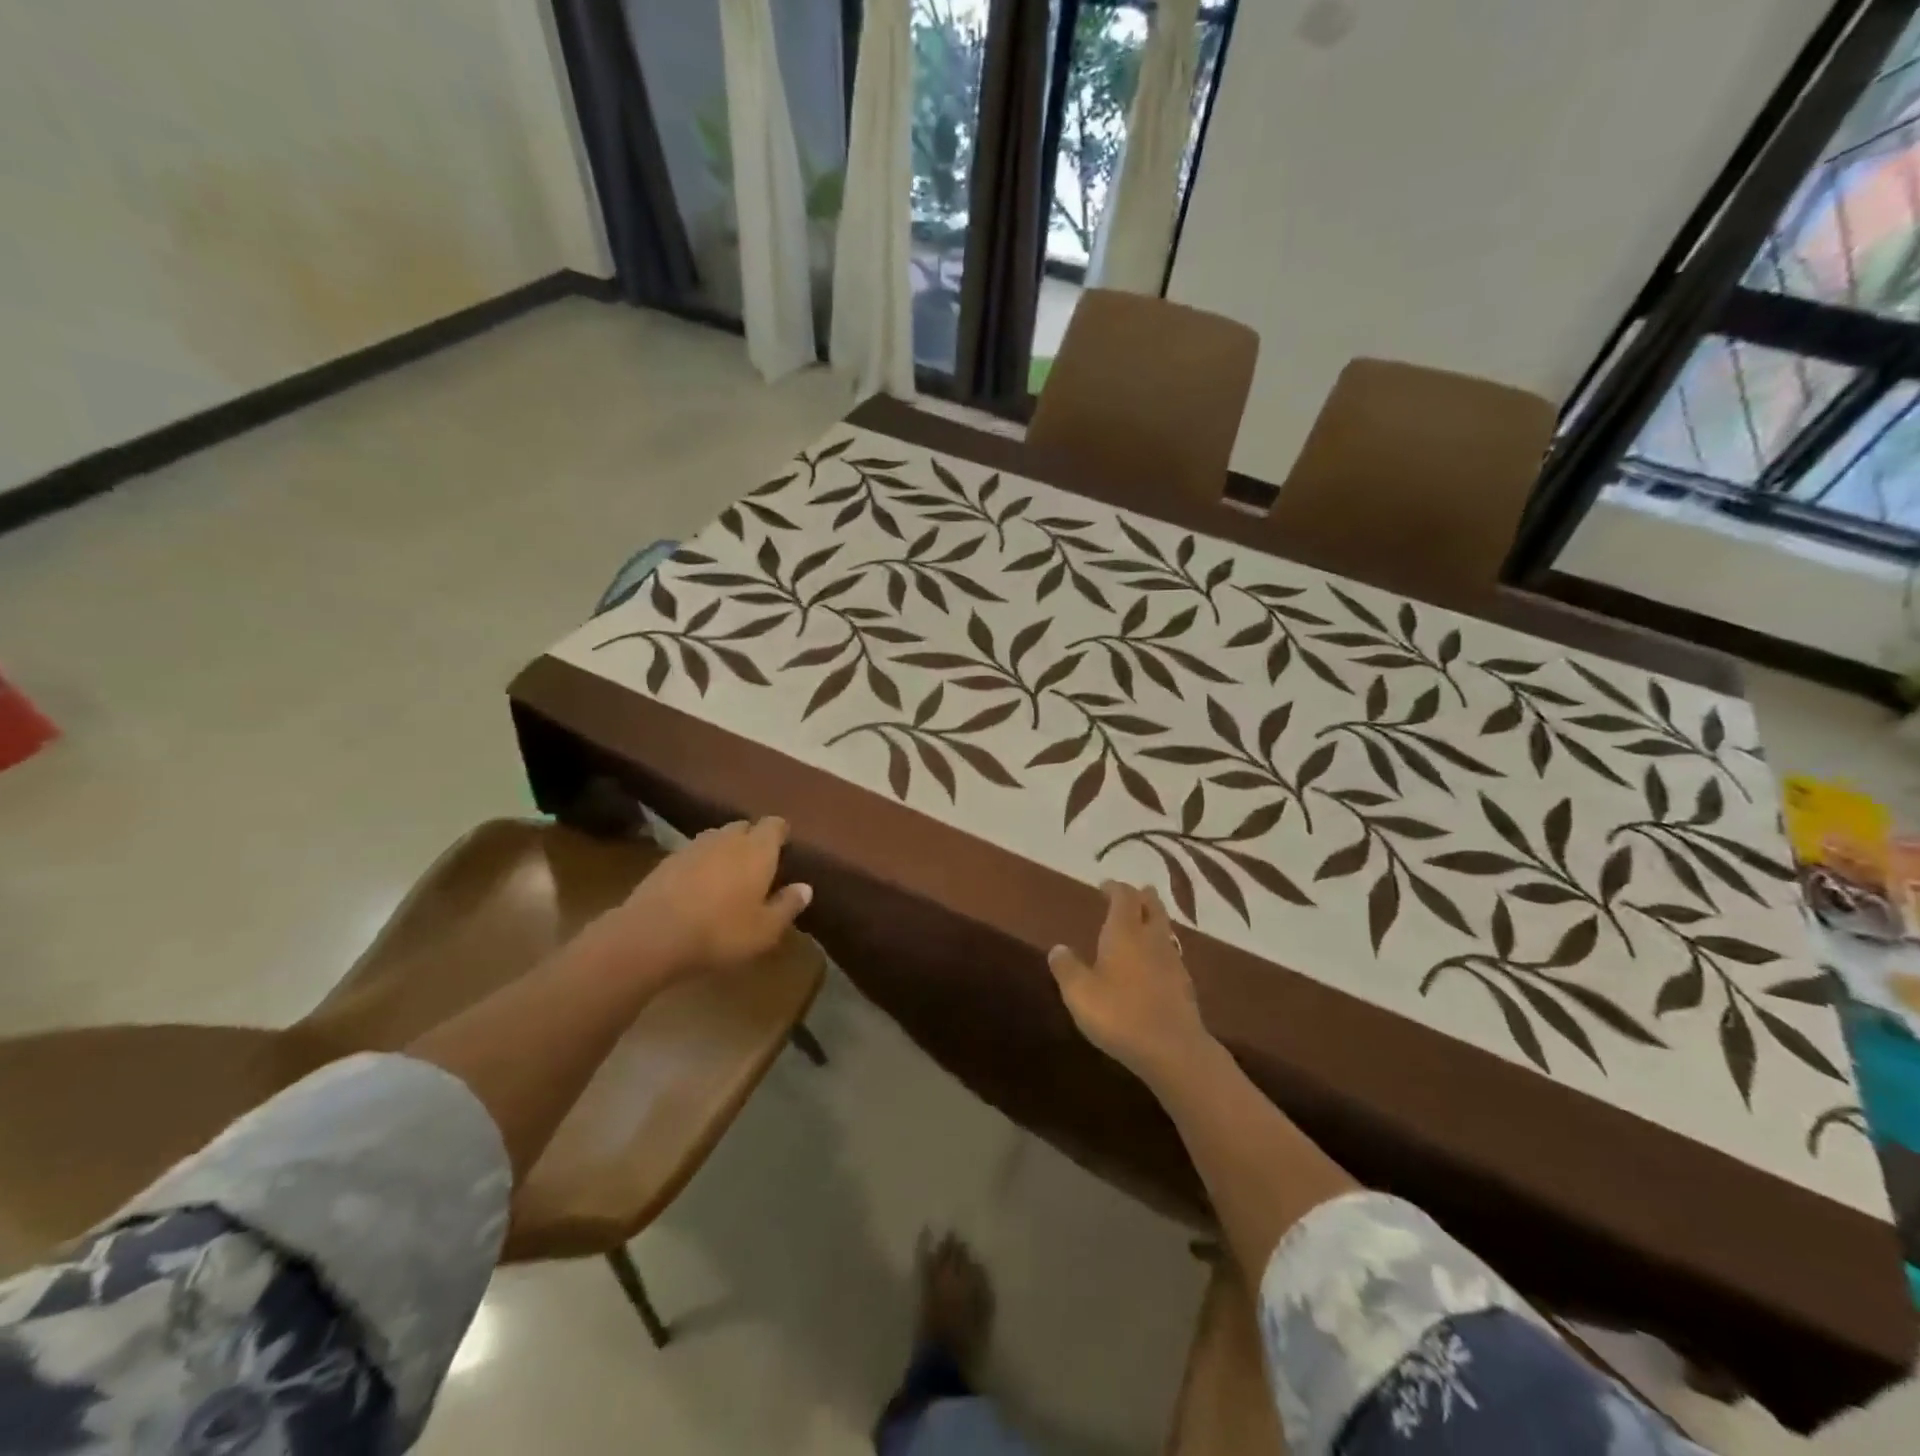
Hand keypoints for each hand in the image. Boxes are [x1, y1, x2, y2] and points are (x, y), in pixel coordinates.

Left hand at [597, 818, 811, 981]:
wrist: (651, 935)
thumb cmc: (720, 932)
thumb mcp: (765, 930)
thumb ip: (788, 905)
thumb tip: (805, 888)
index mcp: (757, 849)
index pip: (775, 825)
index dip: (780, 833)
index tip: (784, 848)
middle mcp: (727, 839)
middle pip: (743, 827)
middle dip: (752, 840)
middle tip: (757, 866)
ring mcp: (693, 847)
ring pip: (716, 839)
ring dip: (724, 851)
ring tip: (727, 876)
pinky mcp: (665, 861)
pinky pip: (692, 855)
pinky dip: (699, 865)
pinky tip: (697, 889)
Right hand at [1047, 882, 1213, 1086]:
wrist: (1173, 1049)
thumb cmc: (1119, 1014)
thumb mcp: (1079, 993)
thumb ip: (1067, 968)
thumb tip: (1058, 948)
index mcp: (1125, 932)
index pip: (1124, 897)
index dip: (1115, 888)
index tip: (1105, 885)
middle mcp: (1151, 939)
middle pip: (1152, 907)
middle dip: (1143, 897)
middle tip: (1135, 893)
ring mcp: (1172, 962)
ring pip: (1165, 930)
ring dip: (1155, 921)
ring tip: (1145, 922)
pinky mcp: (1184, 986)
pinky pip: (1171, 955)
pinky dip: (1161, 949)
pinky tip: (1155, 963)